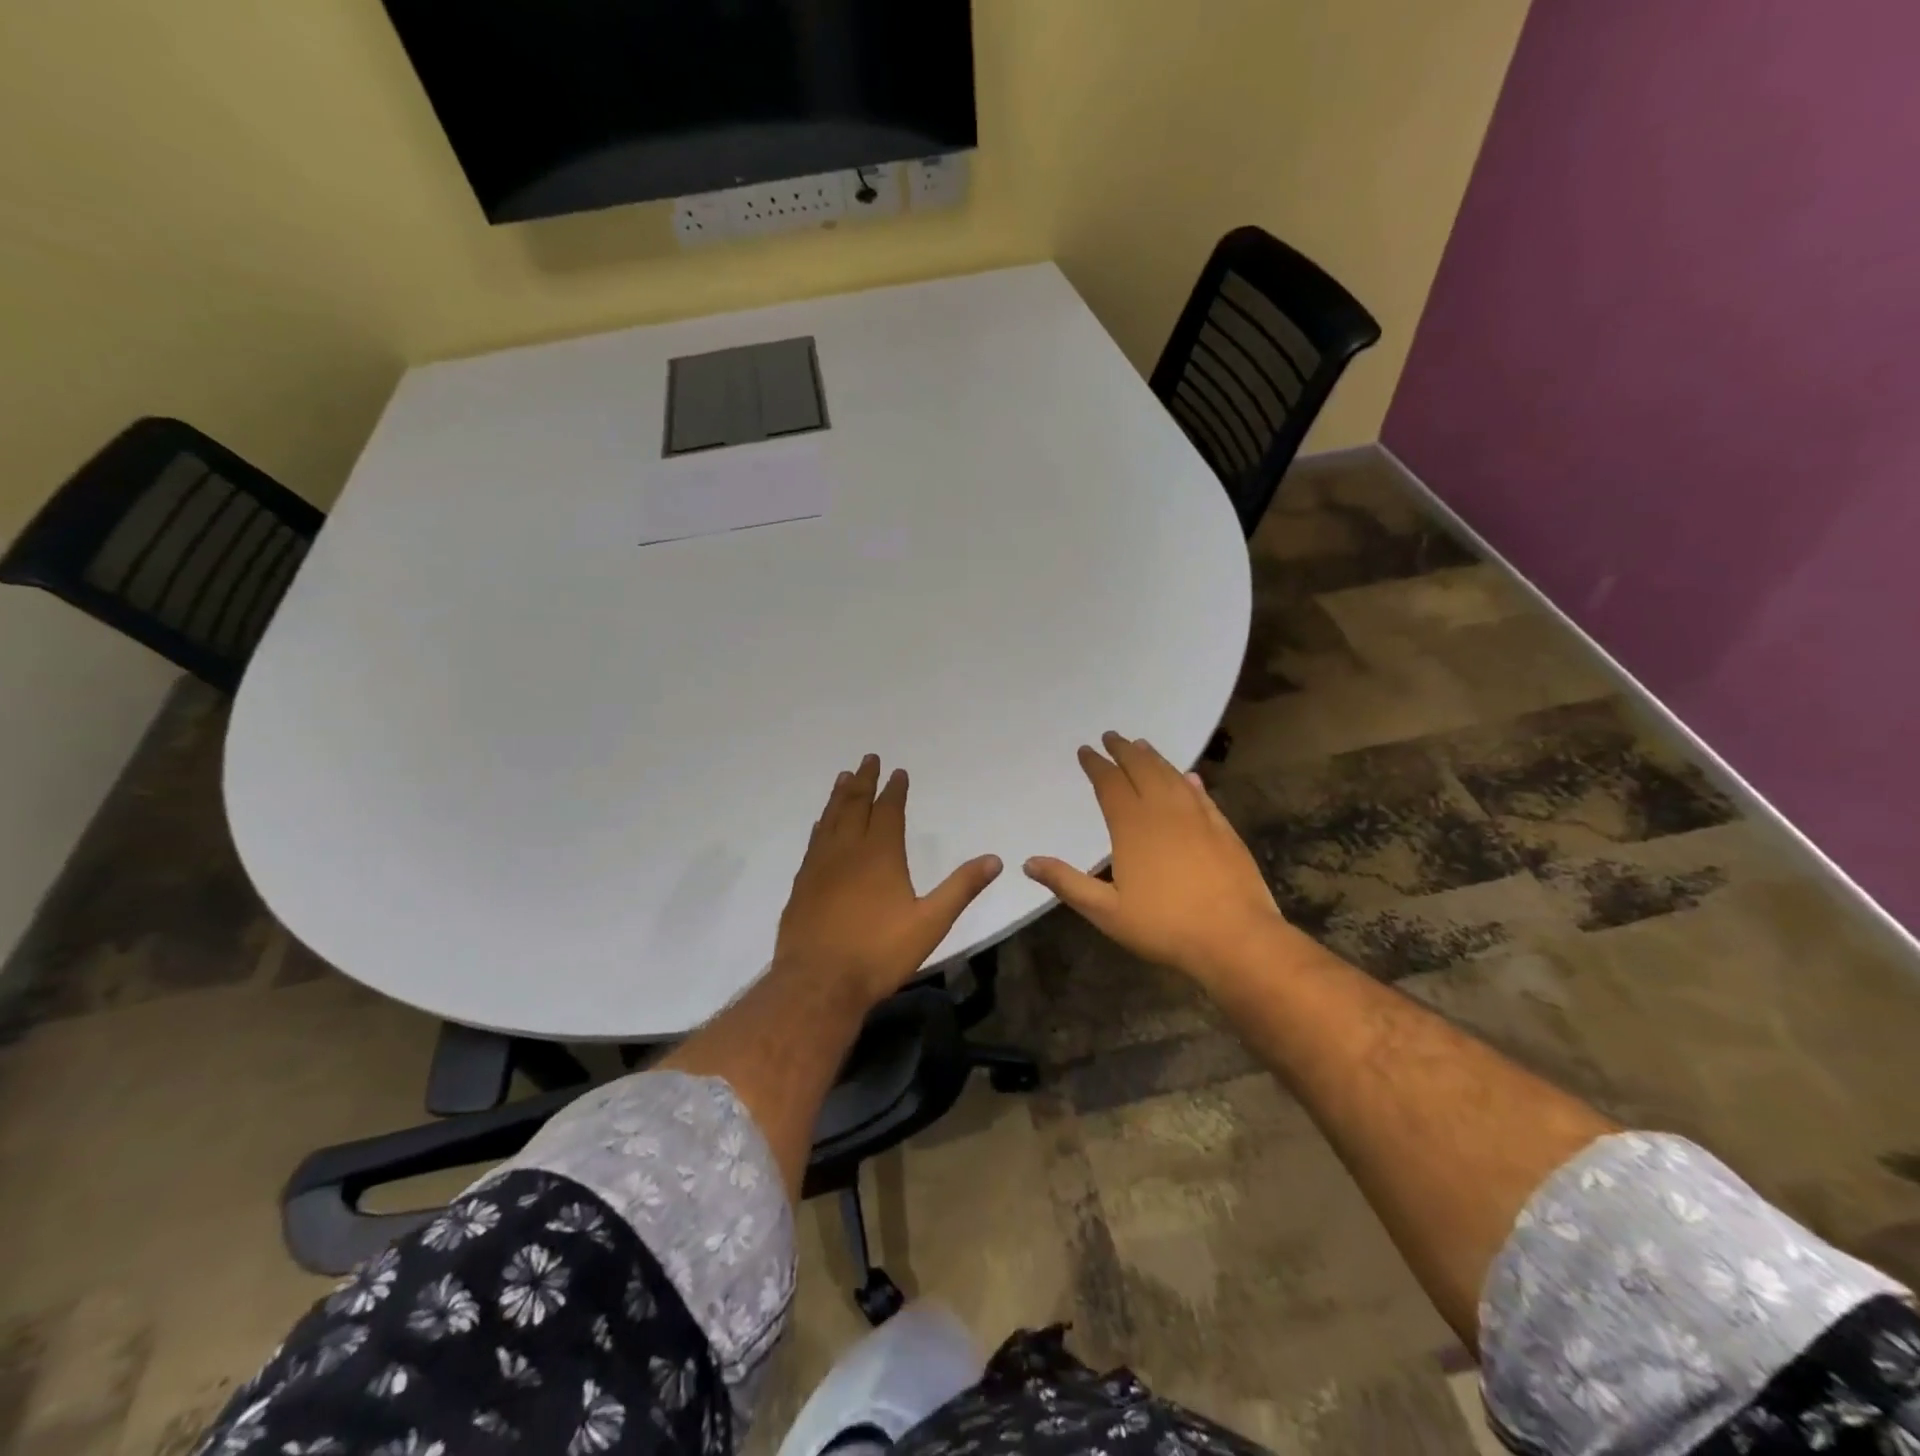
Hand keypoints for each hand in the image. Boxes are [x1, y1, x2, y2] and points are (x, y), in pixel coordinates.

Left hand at [776, 754, 1002, 1008]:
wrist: (818, 983)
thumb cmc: (879, 953)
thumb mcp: (930, 922)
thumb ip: (961, 888)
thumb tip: (995, 859)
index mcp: (880, 854)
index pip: (888, 810)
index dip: (894, 789)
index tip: (897, 771)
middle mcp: (847, 850)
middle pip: (855, 805)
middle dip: (864, 781)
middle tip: (868, 759)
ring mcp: (820, 866)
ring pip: (830, 819)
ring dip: (839, 796)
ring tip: (844, 777)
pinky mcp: (802, 884)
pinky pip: (814, 841)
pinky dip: (821, 824)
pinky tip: (820, 823)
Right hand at [1025, 732, 1291, 983]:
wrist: (1236, 937)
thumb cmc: (1165, 926)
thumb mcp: (1106, 911)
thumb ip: (1068, 883)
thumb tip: (1029, 862)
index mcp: (1132, 826)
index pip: (1109, 783)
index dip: (1096, 764)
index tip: (1086, 750)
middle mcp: (1164, 811)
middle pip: (1141, 769)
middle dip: (1123, 751)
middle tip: (1112, 736)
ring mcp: (1198, 817)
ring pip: (1172, 777)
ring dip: (1155, 759)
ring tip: (1142, 746)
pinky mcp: (1223, 829)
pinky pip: (1202, 795)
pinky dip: (1189, 781)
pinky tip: (1189, 777)